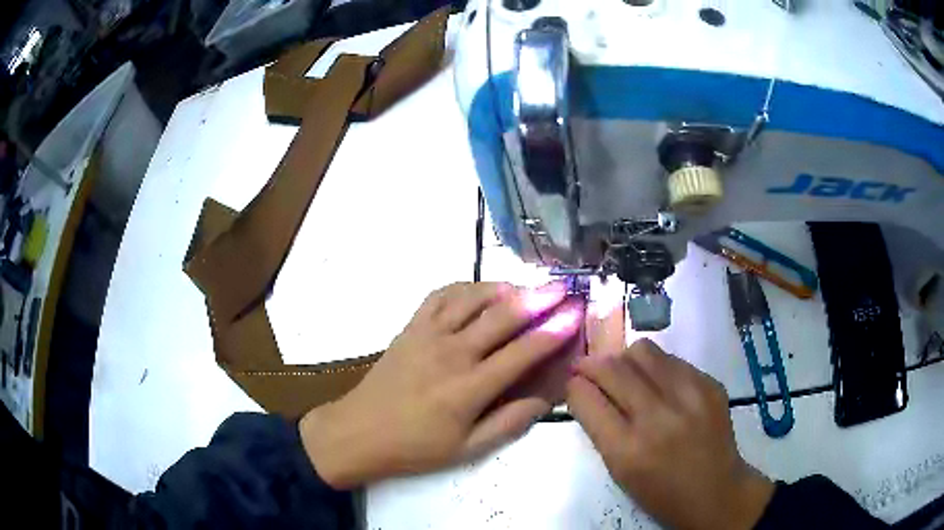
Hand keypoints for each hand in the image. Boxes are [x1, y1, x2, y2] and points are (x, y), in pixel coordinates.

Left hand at [300, 281, 583, 488]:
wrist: (359, 433)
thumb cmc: (416, 447)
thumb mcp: (467, 449)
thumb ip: (510, 422)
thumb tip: (546, 397)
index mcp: (469, 388)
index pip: (522, 352)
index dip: (553, 332)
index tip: (575, 315)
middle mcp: (451, 353)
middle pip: (502, 317)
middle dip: (538, 299)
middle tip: (562, 288)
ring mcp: (427, 335)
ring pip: (472, 298)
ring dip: (503, 288)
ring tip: (526, 287)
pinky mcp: (410, 327)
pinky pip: (440, 295)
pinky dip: (465, 287)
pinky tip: (480, 291)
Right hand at [567, 339, 774, 529]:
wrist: (716, 492)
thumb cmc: (660, 493)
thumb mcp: (619, 472)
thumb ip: (601, 429)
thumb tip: (586, 390)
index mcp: (627, 450)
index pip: (586, 398)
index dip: (573, 385)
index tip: (572, 382)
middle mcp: (658, 417)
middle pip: (612, 367)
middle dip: (591, 364)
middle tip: (588, 368)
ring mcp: (689, 396)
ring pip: (643, 351)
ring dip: (625, 360)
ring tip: (627, 375)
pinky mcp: (710, 384)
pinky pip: (672, 360)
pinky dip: (657, 368)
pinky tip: (660, 385)